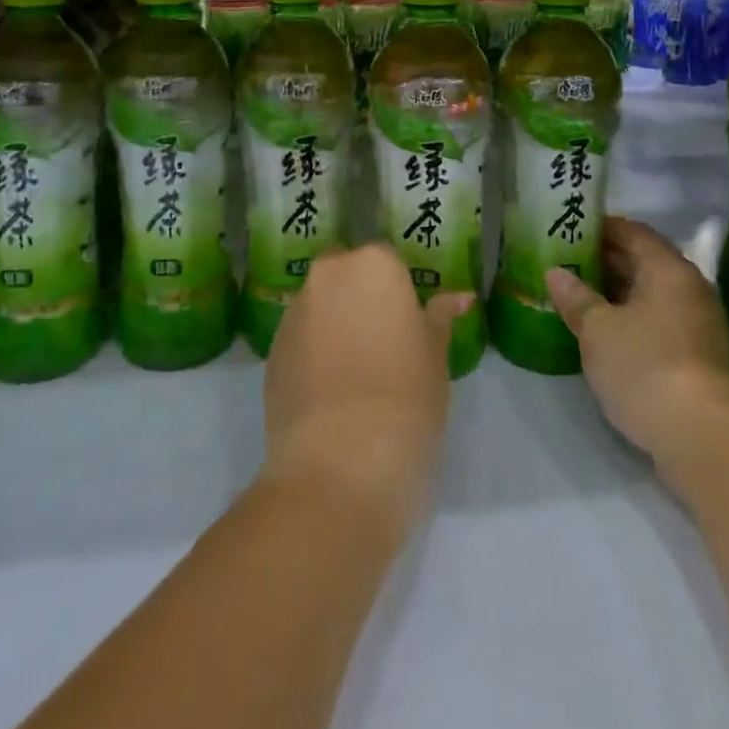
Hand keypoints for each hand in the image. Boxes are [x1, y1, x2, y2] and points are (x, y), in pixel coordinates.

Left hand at [262, 243, 472, 534]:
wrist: (339, 466)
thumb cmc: (406, 398)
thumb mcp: (436, 356)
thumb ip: (440, 317)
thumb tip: (458, 297)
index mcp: (373, 264)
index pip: (390, 262)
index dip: (401, 293)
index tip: (410, 326)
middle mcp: (328, 275)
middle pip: (348, 277)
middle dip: (362, 300)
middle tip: (386, 344)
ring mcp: (294, 313)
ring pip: (321, 307)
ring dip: (337, 326)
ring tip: (358, 375)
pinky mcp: (270, 353)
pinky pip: (301, 341)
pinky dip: (315, 355)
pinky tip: (332, 394)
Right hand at [547, 217, 728, 476]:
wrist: (704, 439)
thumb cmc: (645, 366)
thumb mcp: (597, 330)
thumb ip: (576, 297)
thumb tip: (556, 273)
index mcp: (667, 268)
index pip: (632, 231)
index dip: (600, 227)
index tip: (570, 229)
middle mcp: (689, 287)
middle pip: (643, 261)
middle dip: (605, 260)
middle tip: (565, 262)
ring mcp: (698, 324)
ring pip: (650, 294)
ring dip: (616, 293)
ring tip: (577, 296)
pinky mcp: (698, 357)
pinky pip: (658, 321)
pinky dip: (631, 319)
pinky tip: (603, 332)